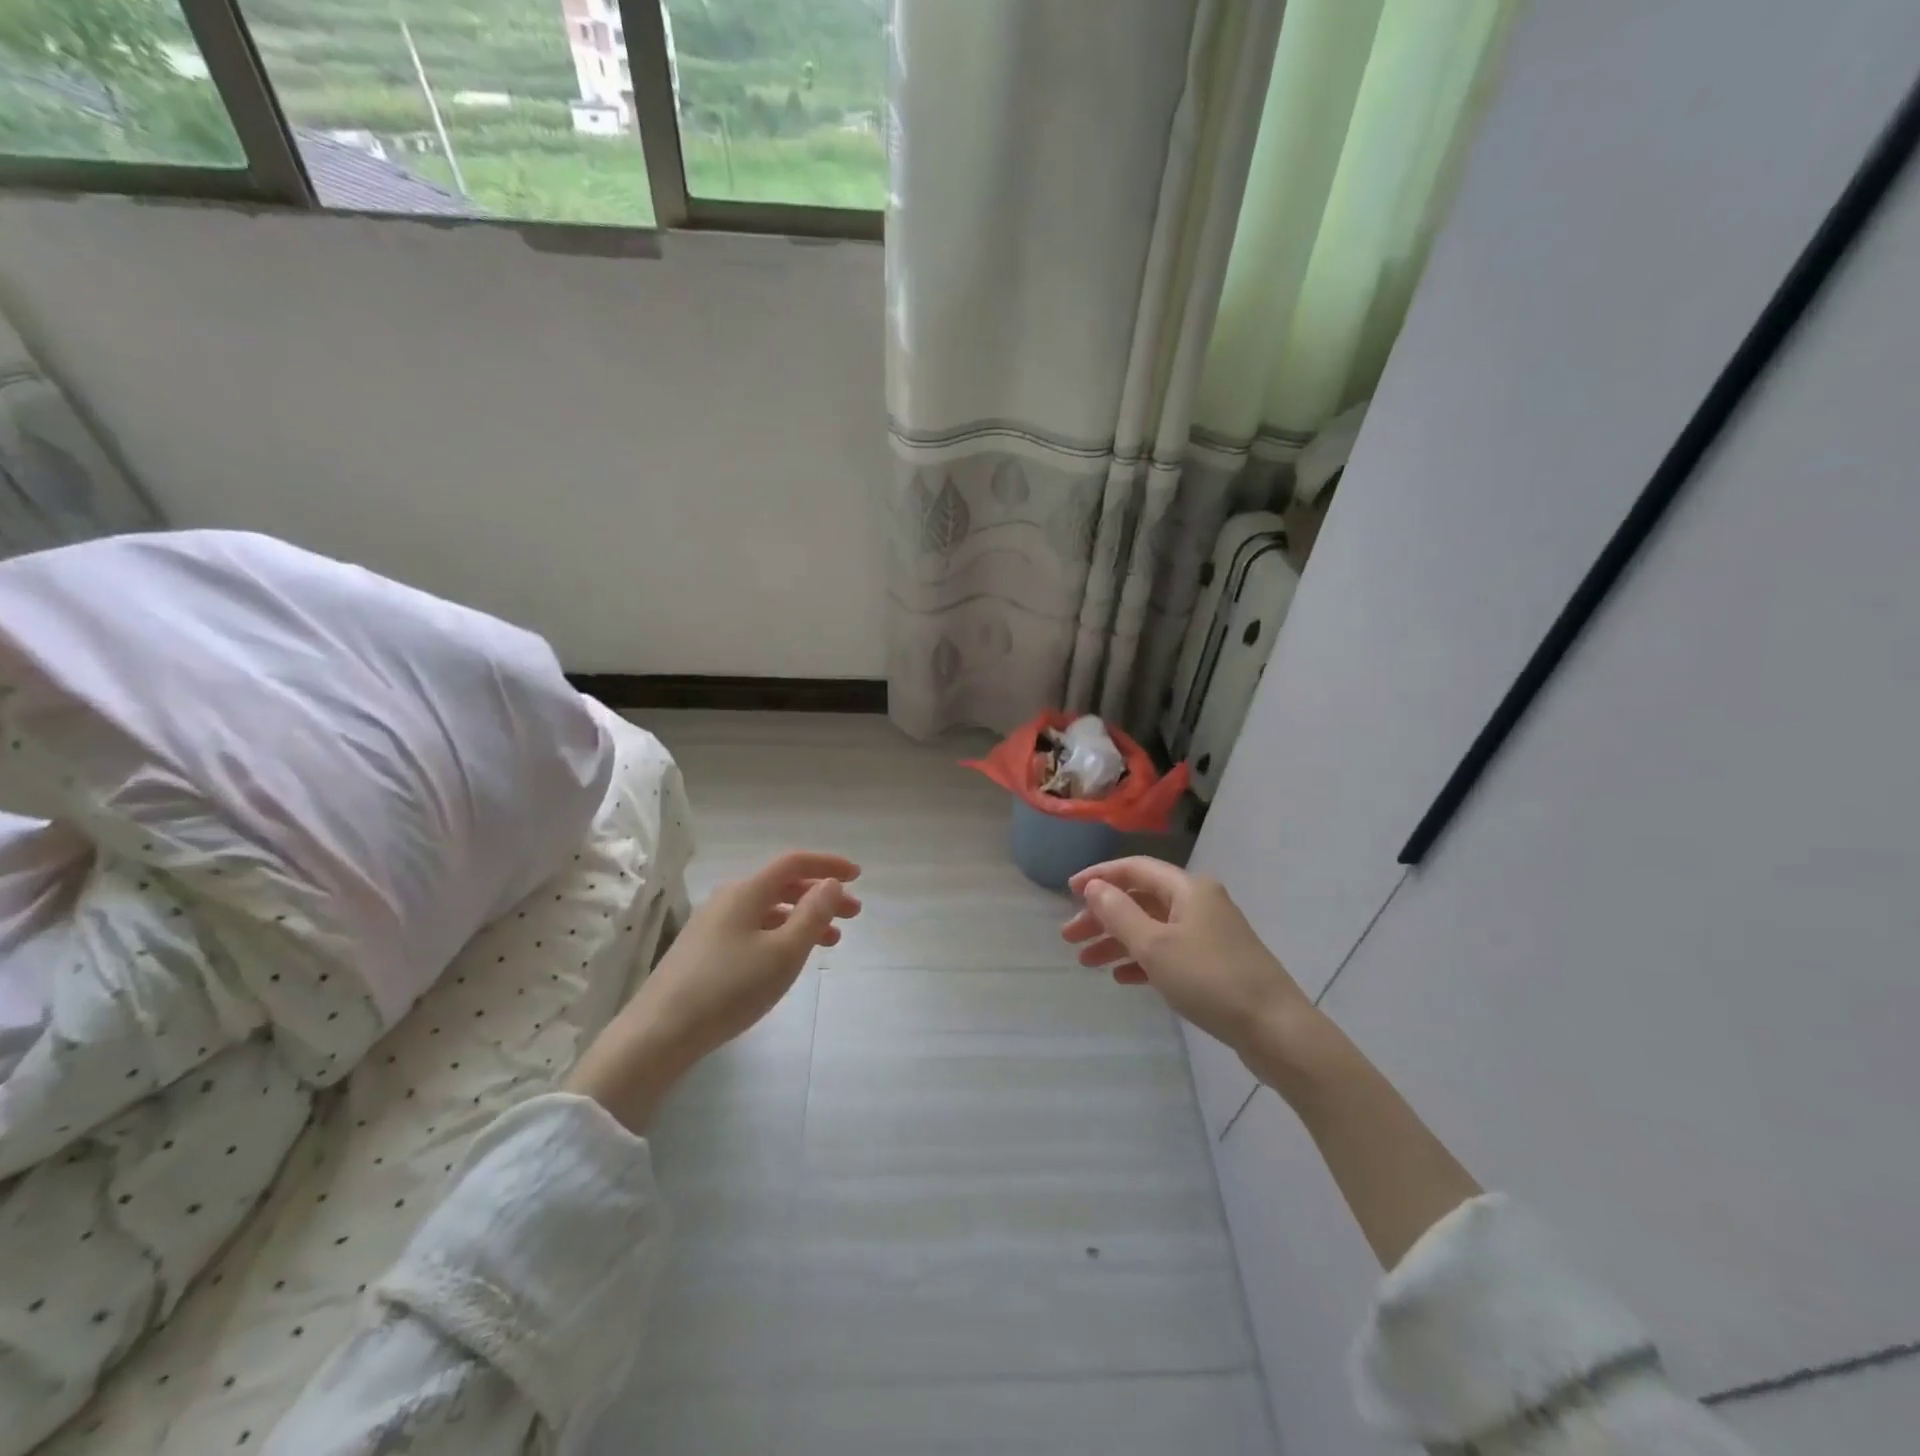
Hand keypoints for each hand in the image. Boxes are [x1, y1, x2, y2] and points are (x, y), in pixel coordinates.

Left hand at [566, 851, 860, 1129]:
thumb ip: (812, 915)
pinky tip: (788, 958)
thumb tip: (831, 883)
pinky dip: (780, 935)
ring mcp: (712, 926)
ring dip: (803, 918)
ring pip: (768, 910)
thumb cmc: (729, 988)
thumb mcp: (783, 953)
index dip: (828, 865)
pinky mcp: (703, 951)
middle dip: (821, 895)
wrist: (658, 1034)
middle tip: (853, 914)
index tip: (857, 875)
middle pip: (782, 886)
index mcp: (747, 892)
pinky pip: (753, 929)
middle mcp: (728, 900)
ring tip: (831, 941)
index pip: (794, 863)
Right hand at [1062, 858, 1317, 1081]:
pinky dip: (1142, 960)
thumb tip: (1094, 888)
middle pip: (1141, 899)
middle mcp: (1199, 903)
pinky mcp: (1215, 964)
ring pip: (1152, 927)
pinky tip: (1122, 978)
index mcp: (1188, 889)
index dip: (1099, 877)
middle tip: (1069, 937)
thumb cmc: (1210, 980)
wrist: (1276, 1030)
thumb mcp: (1155, 945)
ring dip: (1118, 940)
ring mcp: (1209, 934)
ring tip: (1086, 961)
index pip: (1135, 869)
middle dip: (1103, 916)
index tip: (1068, 891)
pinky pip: (1169, 952)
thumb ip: (1119, 913)